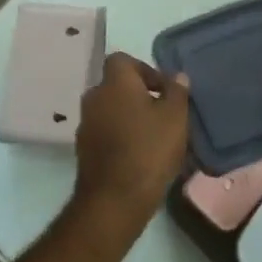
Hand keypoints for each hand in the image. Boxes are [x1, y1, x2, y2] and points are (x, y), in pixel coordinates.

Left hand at [71, 54, 189, 244]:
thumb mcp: (175, 117)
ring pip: (112, 111)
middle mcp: (94, 98)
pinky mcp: (84, 151)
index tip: (164, 90)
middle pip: (117, 86)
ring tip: (156, 138)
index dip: (144, 70)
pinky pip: (106, 134)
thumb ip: (177, 92)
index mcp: (114, 83)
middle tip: (164, 114)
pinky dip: (121, 138)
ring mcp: (86, 125)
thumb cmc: (149, 150)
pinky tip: (141, 157)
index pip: (122, 60)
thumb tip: (176, 76)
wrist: (114, 200)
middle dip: (139, 96)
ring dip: (130, 118)